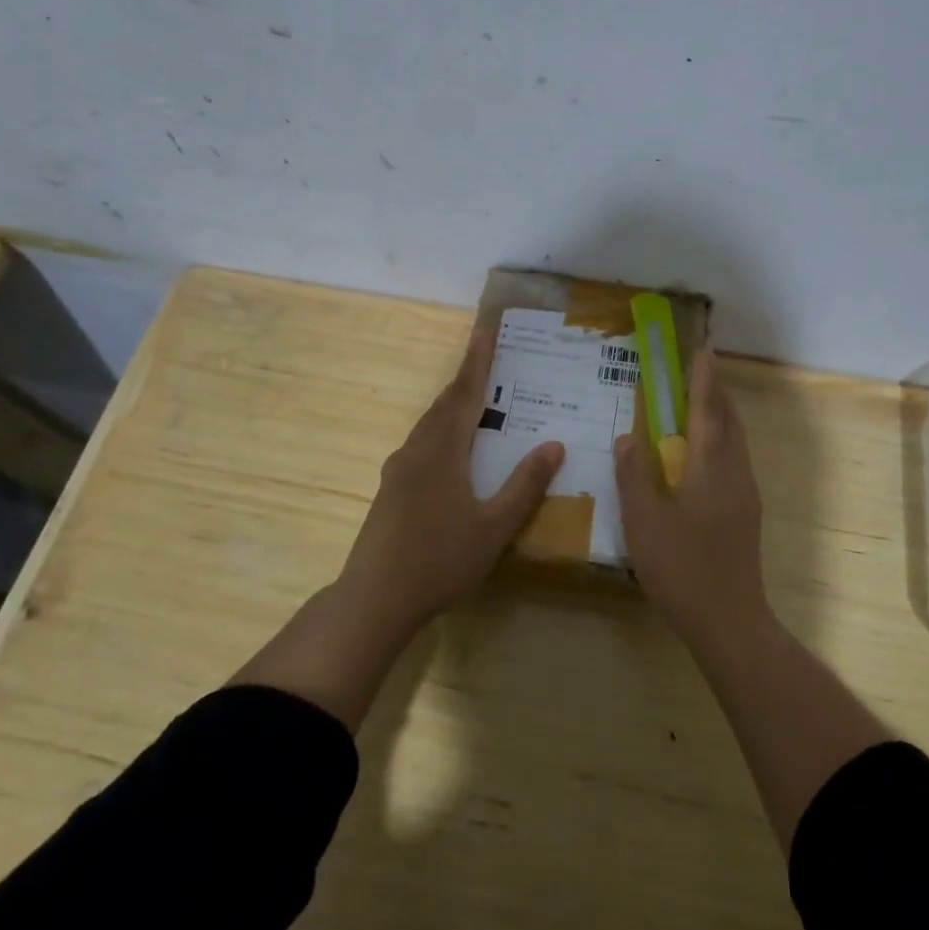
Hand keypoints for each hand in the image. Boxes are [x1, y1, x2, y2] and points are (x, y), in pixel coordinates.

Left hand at [337, 328, 564, 632]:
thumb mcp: (495, 526)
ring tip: (477, 400)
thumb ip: (525, 485)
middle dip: (467, 379)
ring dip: (453, 406)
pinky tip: (453, 451)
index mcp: (442, 451)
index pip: (465, 394)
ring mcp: (398, 470)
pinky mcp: (391, 490)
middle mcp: (417, 450)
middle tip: (489, 359)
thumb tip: (554, 445)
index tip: (485, 330)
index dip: (478, 362)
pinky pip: (422, 444)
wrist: (374, 599)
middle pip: (444, 404)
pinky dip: (443, 431)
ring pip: (430, 425)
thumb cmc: (440, 560)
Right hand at [614, 346, 768, 646]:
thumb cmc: (683, 568)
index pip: (708, 410)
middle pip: (729, 421)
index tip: (701, 349)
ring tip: (698, 405)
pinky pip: (734, 461)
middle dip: (715, 392)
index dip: (703, 378)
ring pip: (735, 442)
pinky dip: (720, 441)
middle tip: (698, 371)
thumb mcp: (644, 520)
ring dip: (720, 416)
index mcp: (711, 467)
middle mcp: (734, 473)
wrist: (729, 620)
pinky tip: (701, 457)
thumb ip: (635, 474)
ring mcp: (745, 495)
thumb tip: (629, 436)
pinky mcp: (745, 514)